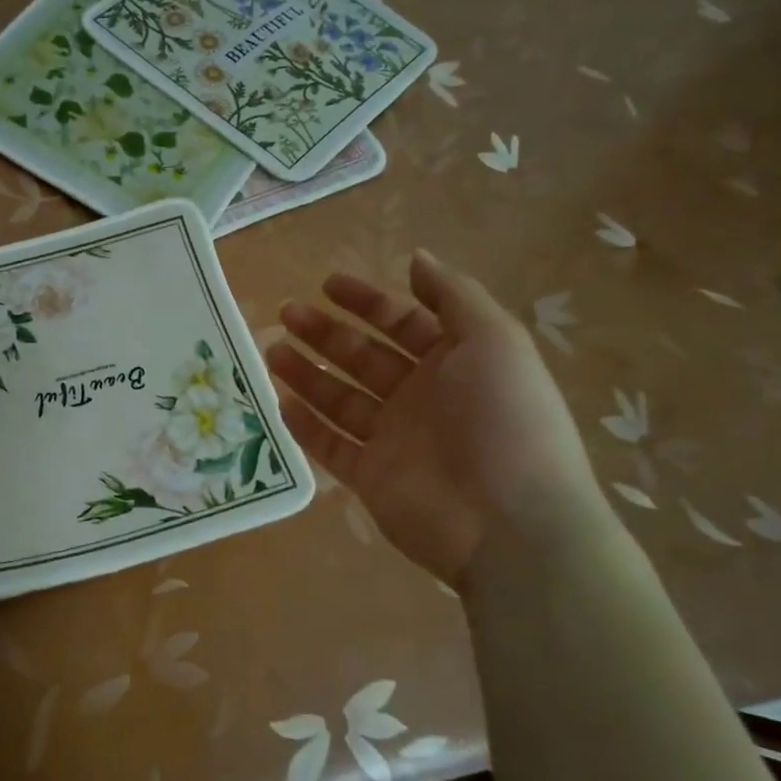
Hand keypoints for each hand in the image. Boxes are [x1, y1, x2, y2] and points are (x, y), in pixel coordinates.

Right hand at [266, 250, 600, 583]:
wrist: (508, 522)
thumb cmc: (505, 419)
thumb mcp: (494, 340)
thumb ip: (453, 296)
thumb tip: (416, 258)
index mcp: (455, 363)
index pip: (402, 322)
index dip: (367, 300)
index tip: (326, 284)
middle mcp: (421, 397)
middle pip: (364, 356)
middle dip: (326, 333)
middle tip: (286, 313)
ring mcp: (394, 439)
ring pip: (340, 399)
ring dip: (307, 373)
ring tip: (271, 351)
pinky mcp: (371, 478)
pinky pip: (331, 446)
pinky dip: (306, 426)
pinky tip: (280, 402)